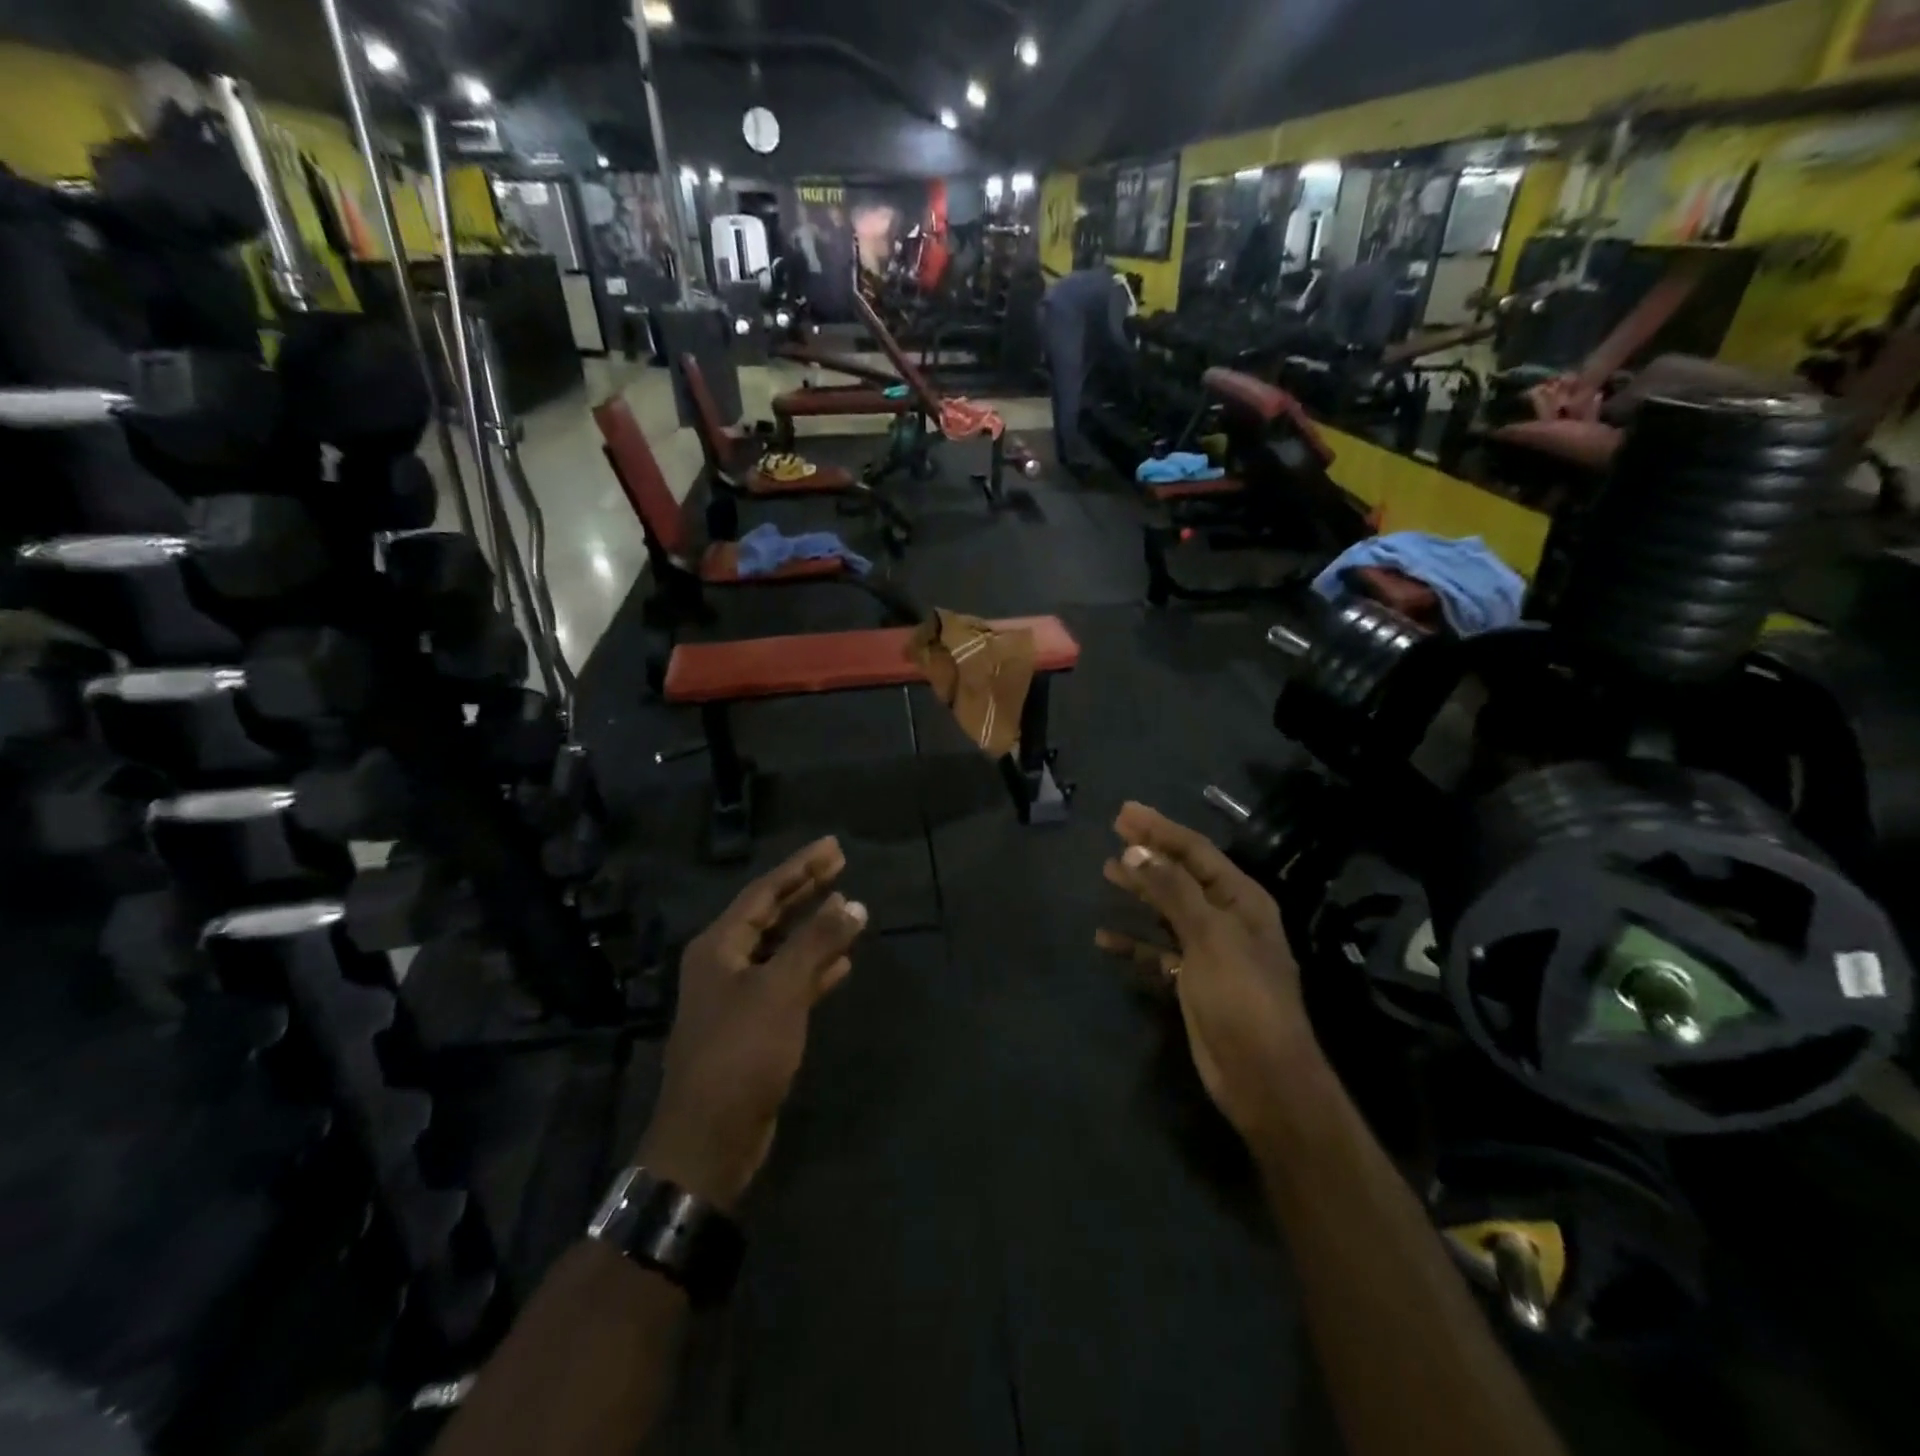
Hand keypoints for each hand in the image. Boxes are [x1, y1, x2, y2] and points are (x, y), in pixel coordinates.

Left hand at [640, 838, 868, 1210]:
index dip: (800, 867)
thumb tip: (854, 904)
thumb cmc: (741, 1052)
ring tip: (848, 906)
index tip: (834, 847)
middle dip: (806, 889)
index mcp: (719, 946)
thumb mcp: (780, 990)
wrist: (711, 1137)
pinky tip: (842, 962)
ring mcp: (739, 996)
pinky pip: (789, 982)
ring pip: (782, 949)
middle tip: (841, 863)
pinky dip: (814, 968)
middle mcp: (724, 964)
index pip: (764, 892)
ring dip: (813, 928)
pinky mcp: (755, 1026)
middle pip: (771, 915)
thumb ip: (817, 943)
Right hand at [1097, 802, 1314, 1141]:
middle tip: (1113, 830)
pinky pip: (1157, 951)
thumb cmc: (1242, 996)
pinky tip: (1105, 938)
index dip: (1160, 829)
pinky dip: (1134, 942)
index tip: (1124, 812)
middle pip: (1181, 875)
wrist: (1261, 1076)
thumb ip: (1172, 890)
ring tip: (1107, 871)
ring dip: (1140, 891)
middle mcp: (1226, 918)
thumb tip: (1136, 850)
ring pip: (1168, 910)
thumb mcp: (1210, 935)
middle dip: (1149, 853)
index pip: (1196, 851)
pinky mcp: (1192, 980)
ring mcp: (1209, 950)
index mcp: (1241, 899)